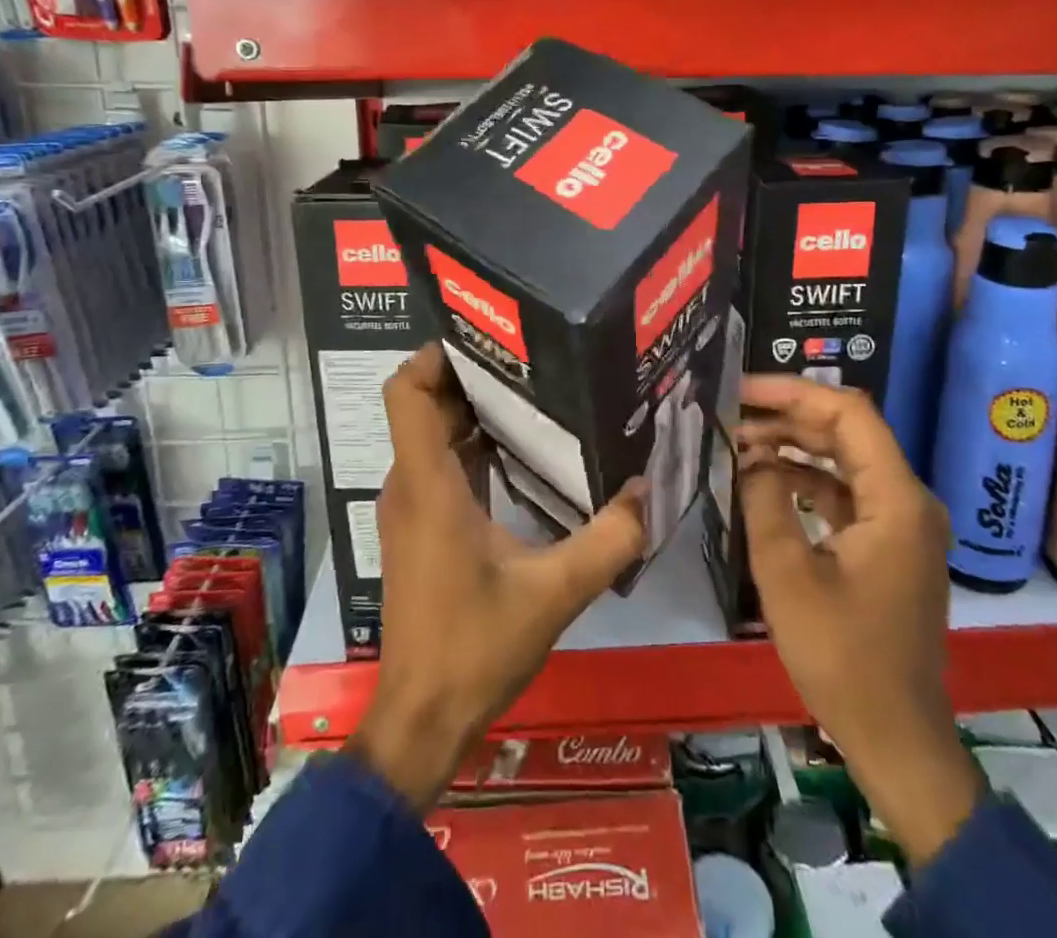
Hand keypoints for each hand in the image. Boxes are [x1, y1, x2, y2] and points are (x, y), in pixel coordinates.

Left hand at [346, 344, 648, 811]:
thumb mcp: (554, 592)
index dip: (432, 355)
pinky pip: (440, 466)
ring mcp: (411, 508)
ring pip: (432, 436)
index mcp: (429, 484)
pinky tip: (521, 451)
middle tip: (530, 357)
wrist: (422, 719)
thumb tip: (650, 489)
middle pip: (424, 405)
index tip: (485, 338)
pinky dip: (471, 446)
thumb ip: (608, 540)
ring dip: (473, 410)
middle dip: (470, 375)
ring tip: (534, 391)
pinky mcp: (420, 528)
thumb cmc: (475, 648)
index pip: (405, 393)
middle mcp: (410, 484)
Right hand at [736, 375, 980, 865]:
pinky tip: (766, 480)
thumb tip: (750, 455)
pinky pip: (847, 492)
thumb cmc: (841, 656)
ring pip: (845, 459)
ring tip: (739, 441)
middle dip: (788, 414)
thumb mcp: (786, 573)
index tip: (741, 390)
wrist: (895, 737)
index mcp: (895, 499)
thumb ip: (764, 499)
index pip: (848, 413)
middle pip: (848, 430)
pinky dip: (807, 479)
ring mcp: (902, 523)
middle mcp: (908, 500)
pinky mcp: (888, 544)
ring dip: (795, 445)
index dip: (793, 392)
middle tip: (732, 411)